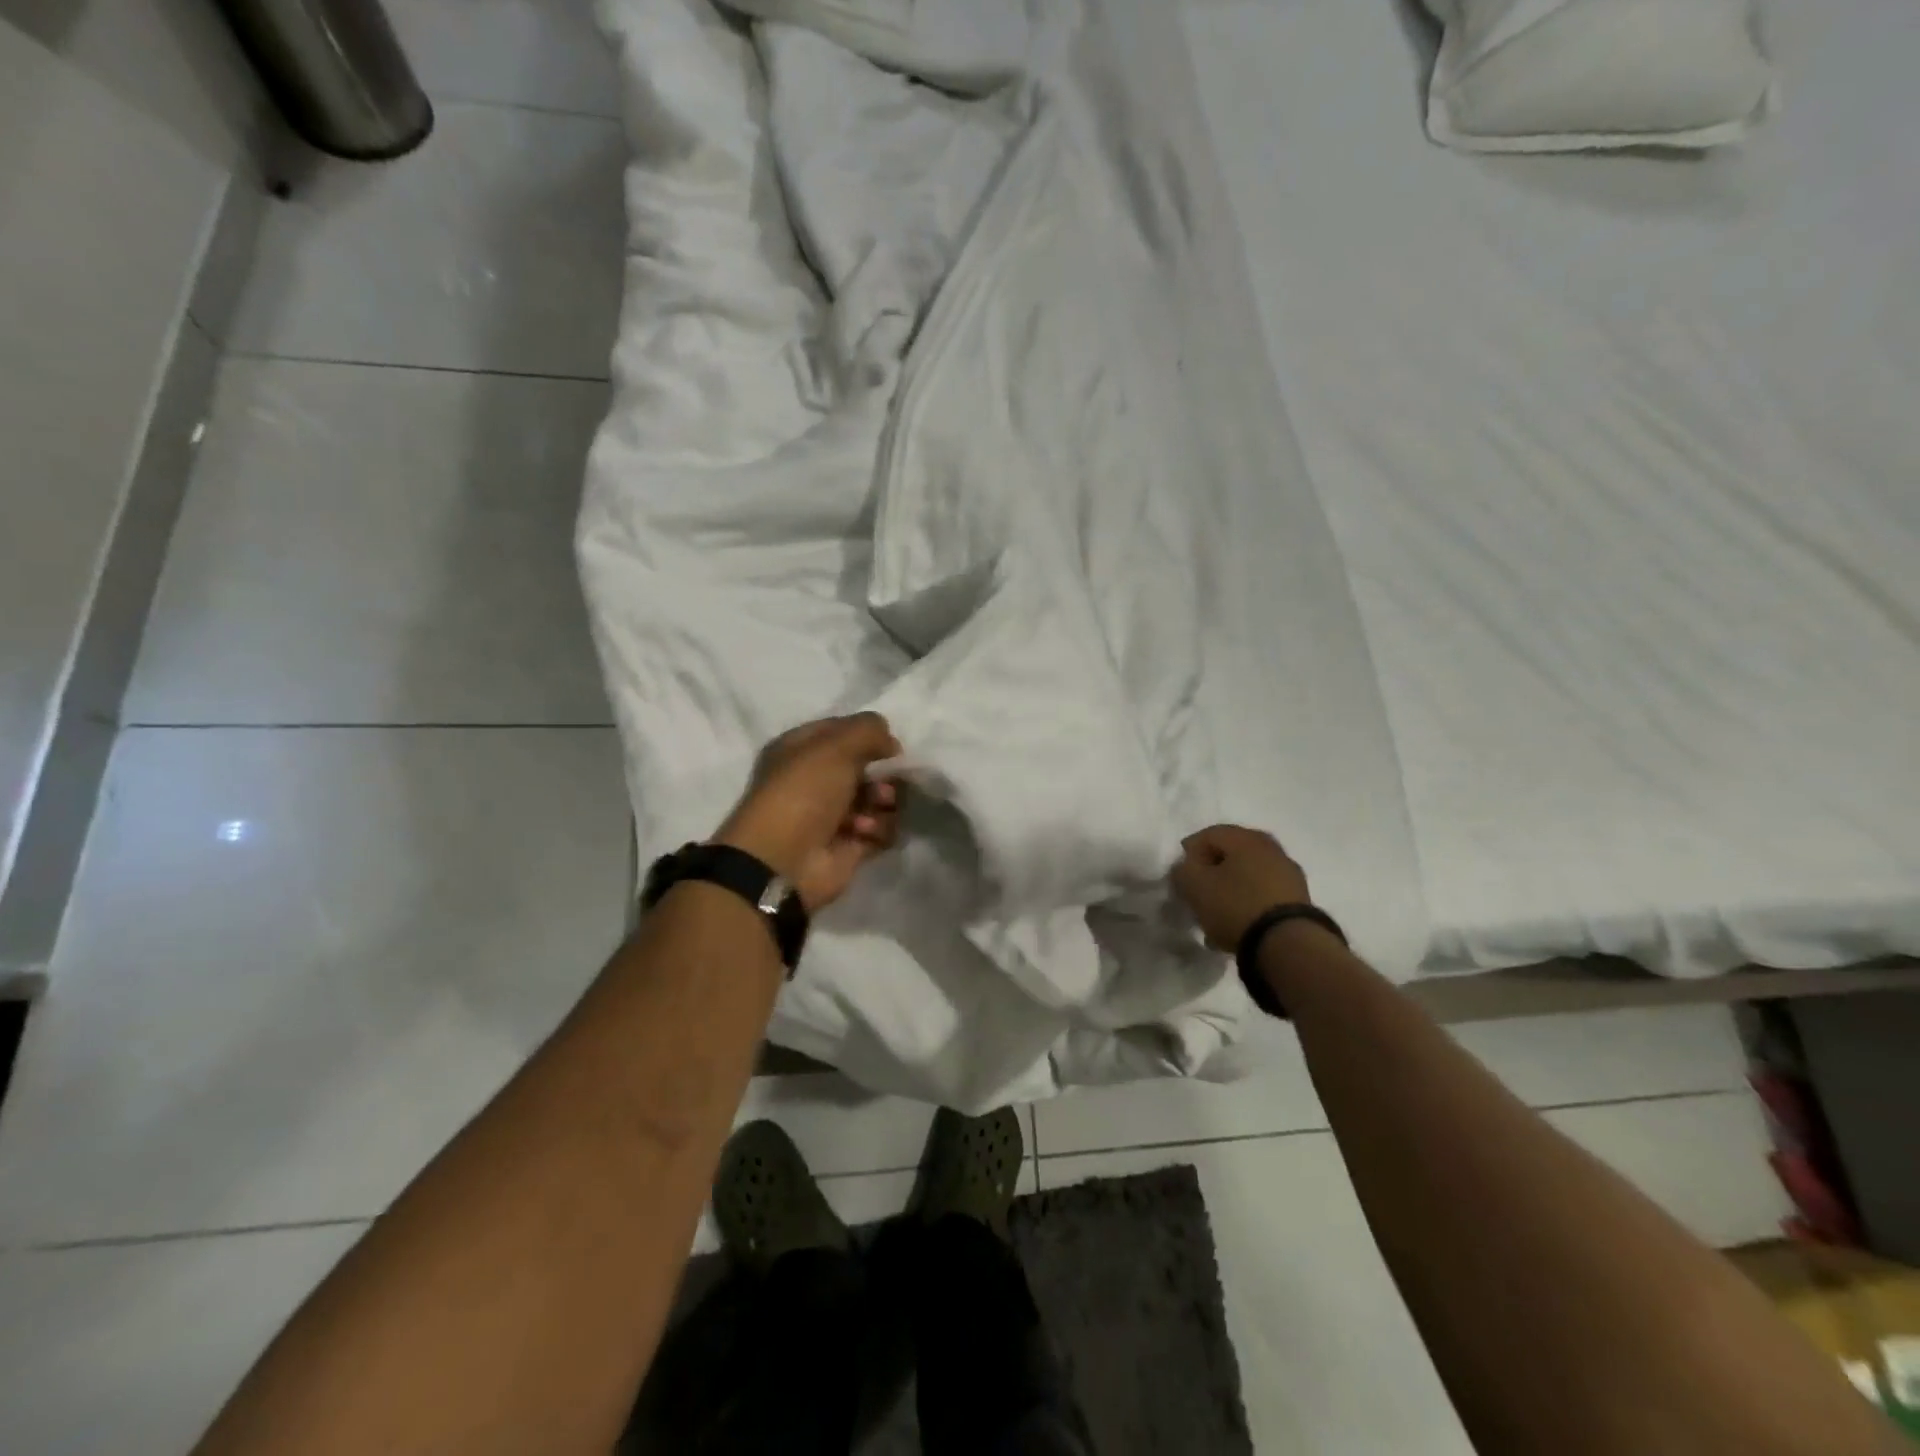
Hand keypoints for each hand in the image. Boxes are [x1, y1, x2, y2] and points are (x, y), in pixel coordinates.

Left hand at [714, 714, 904, 911]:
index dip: (869, 736)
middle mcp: (817, 780)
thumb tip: (891, 743)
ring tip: (871, 813)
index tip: (889, 747)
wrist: (783, 861)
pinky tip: (864, 833)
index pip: (844, 732)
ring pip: (879, 798)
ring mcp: (834, 815)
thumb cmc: (803, 793)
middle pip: (867, 768)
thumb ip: (869, 730)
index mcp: (801, 750)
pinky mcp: (850, 845)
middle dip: (883, 775)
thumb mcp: (834, 746)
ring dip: (882, 803)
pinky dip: (880, 830)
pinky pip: (882, 829)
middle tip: (882, 786)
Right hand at [1170, 824, 1312, 951]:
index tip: (1180, 876)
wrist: (1287, 945)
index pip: (1209, 834)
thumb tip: (1186, 867)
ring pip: (1248, 876)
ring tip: (1215, 915)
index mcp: (1246, 838)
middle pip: (1231, 855)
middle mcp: (1272, 849)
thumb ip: (1183, 870)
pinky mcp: (1299, 901)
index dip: (1189, 853)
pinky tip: (1236, 925)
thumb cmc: (1235, 905)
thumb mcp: (1195, 885)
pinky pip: (1263, 895)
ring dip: (1229, 890)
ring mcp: (1289, 875)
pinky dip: (1247, 905)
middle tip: (1197, 892)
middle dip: (1211, 872)